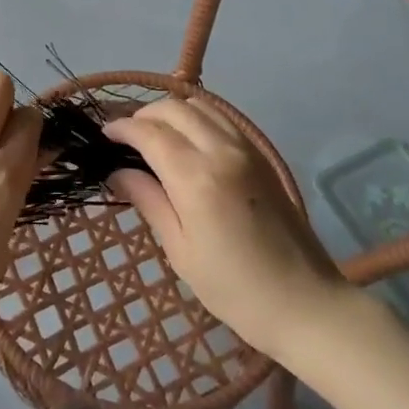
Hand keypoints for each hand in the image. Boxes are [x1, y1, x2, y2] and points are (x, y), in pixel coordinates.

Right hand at [106, 98, 344, 357]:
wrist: (304, 302)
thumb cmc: (234, 289)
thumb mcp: (180, 250)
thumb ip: (149, 201)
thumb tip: (117, 171)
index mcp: (196, 178)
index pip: (149, 132)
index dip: (122, 128)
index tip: (104, 136)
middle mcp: (221, 151)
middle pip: (174, 109)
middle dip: (143, 115)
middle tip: (126, 138)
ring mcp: (246, 148)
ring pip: (200, 106)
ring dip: (171, 112)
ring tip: (154, 135)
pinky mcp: (261, 155)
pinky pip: (222, 118)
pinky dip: (197, 117)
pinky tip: (187, 140)